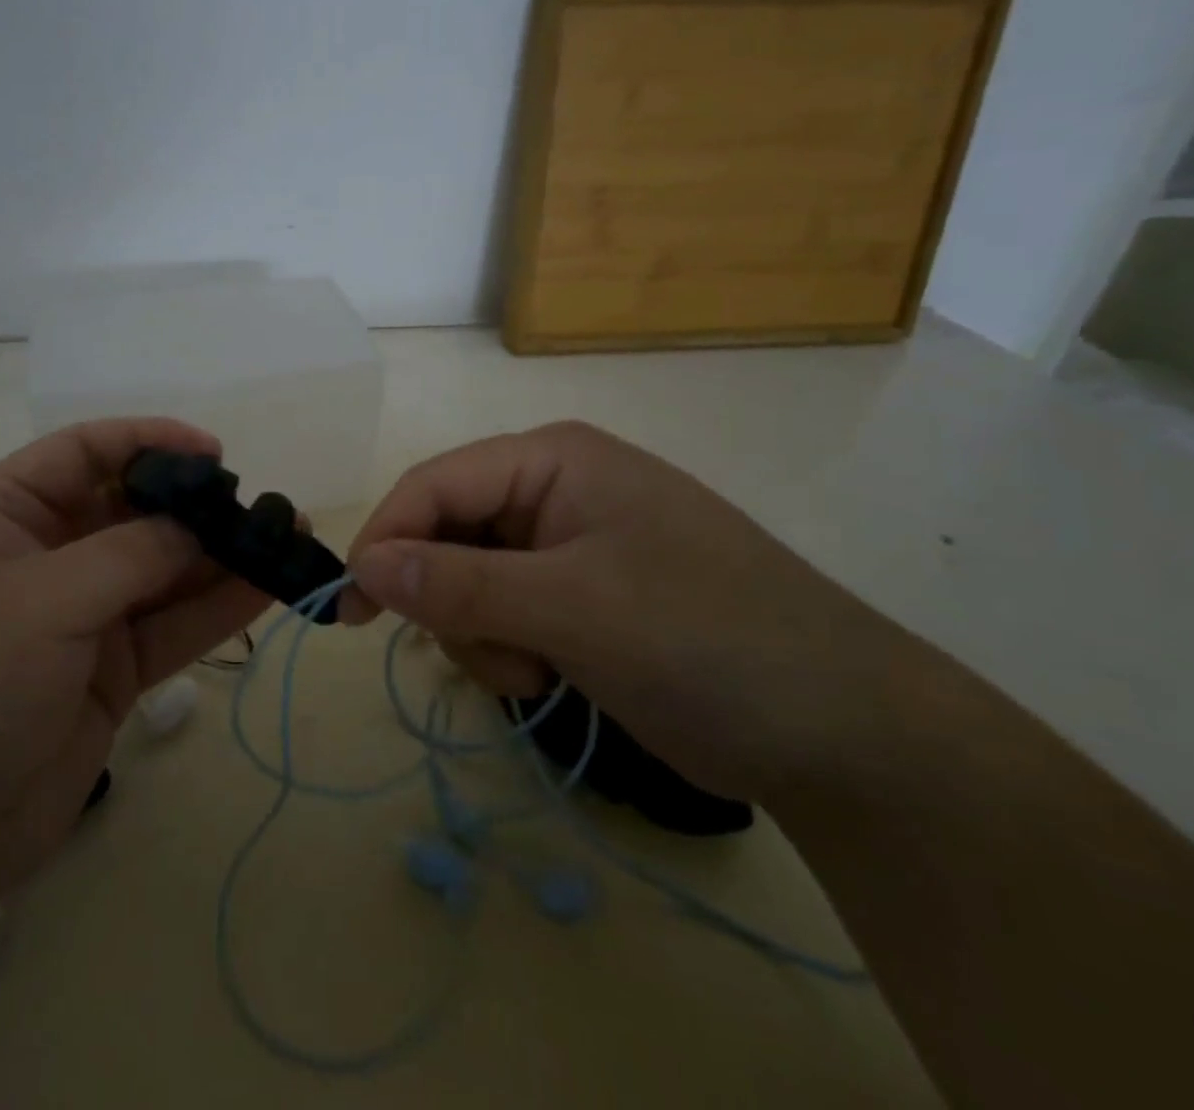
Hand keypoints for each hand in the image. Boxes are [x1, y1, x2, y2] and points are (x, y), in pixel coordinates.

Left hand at [0, 419, 266, 923]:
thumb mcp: (40, 601)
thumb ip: (130, 554)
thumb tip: (198, 528)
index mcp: (4, 516)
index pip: (82, 452)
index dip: (148, 441)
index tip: (213, 453)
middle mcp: (44, 557)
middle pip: (131, 511)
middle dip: (194, 505)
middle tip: (260, 505)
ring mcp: (80, 617)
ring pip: (161, 571)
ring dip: (219, 555)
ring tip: (284, 537)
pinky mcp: (109, 672)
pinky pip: (170, 627)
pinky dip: (216, 608)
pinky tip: (266, 587)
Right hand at [341, 422, 904, 805]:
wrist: (843, 734)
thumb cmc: (706, 640)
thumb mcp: (574, 608)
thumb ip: (461, 584)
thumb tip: (362, 564)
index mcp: (553, 459)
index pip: (436, 483)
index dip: (386, 539)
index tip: (351, 606)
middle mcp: (553, 490)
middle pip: (447, 532)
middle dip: (449, 599)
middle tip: (484, 653)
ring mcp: (566, 546)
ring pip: (468, 580)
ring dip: (481, 633)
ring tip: (536, 671)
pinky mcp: (577, 598)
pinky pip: (502, 612)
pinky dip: (507, 649)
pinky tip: (550, 676)